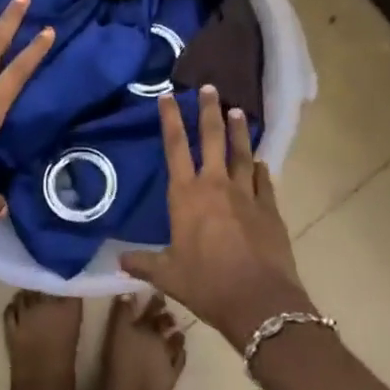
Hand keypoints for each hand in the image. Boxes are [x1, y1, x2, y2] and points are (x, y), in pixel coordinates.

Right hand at [120, 87, 314, 346]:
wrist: (259, 301)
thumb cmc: (206, 284)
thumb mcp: (168, 275)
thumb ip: (143, 263)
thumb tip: (119, 260)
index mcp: (186, 195)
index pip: (174, 147)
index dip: (170, 119)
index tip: (168, 95)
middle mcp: (216, 186)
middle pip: (212, 138)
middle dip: (209, 111)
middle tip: (210, 88)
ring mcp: (247, 195)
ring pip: (242, 153)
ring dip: (239, 131)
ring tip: (238, 110)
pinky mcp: (270, 209)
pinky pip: (265, 181)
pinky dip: (261, 168)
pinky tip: (261, 161)